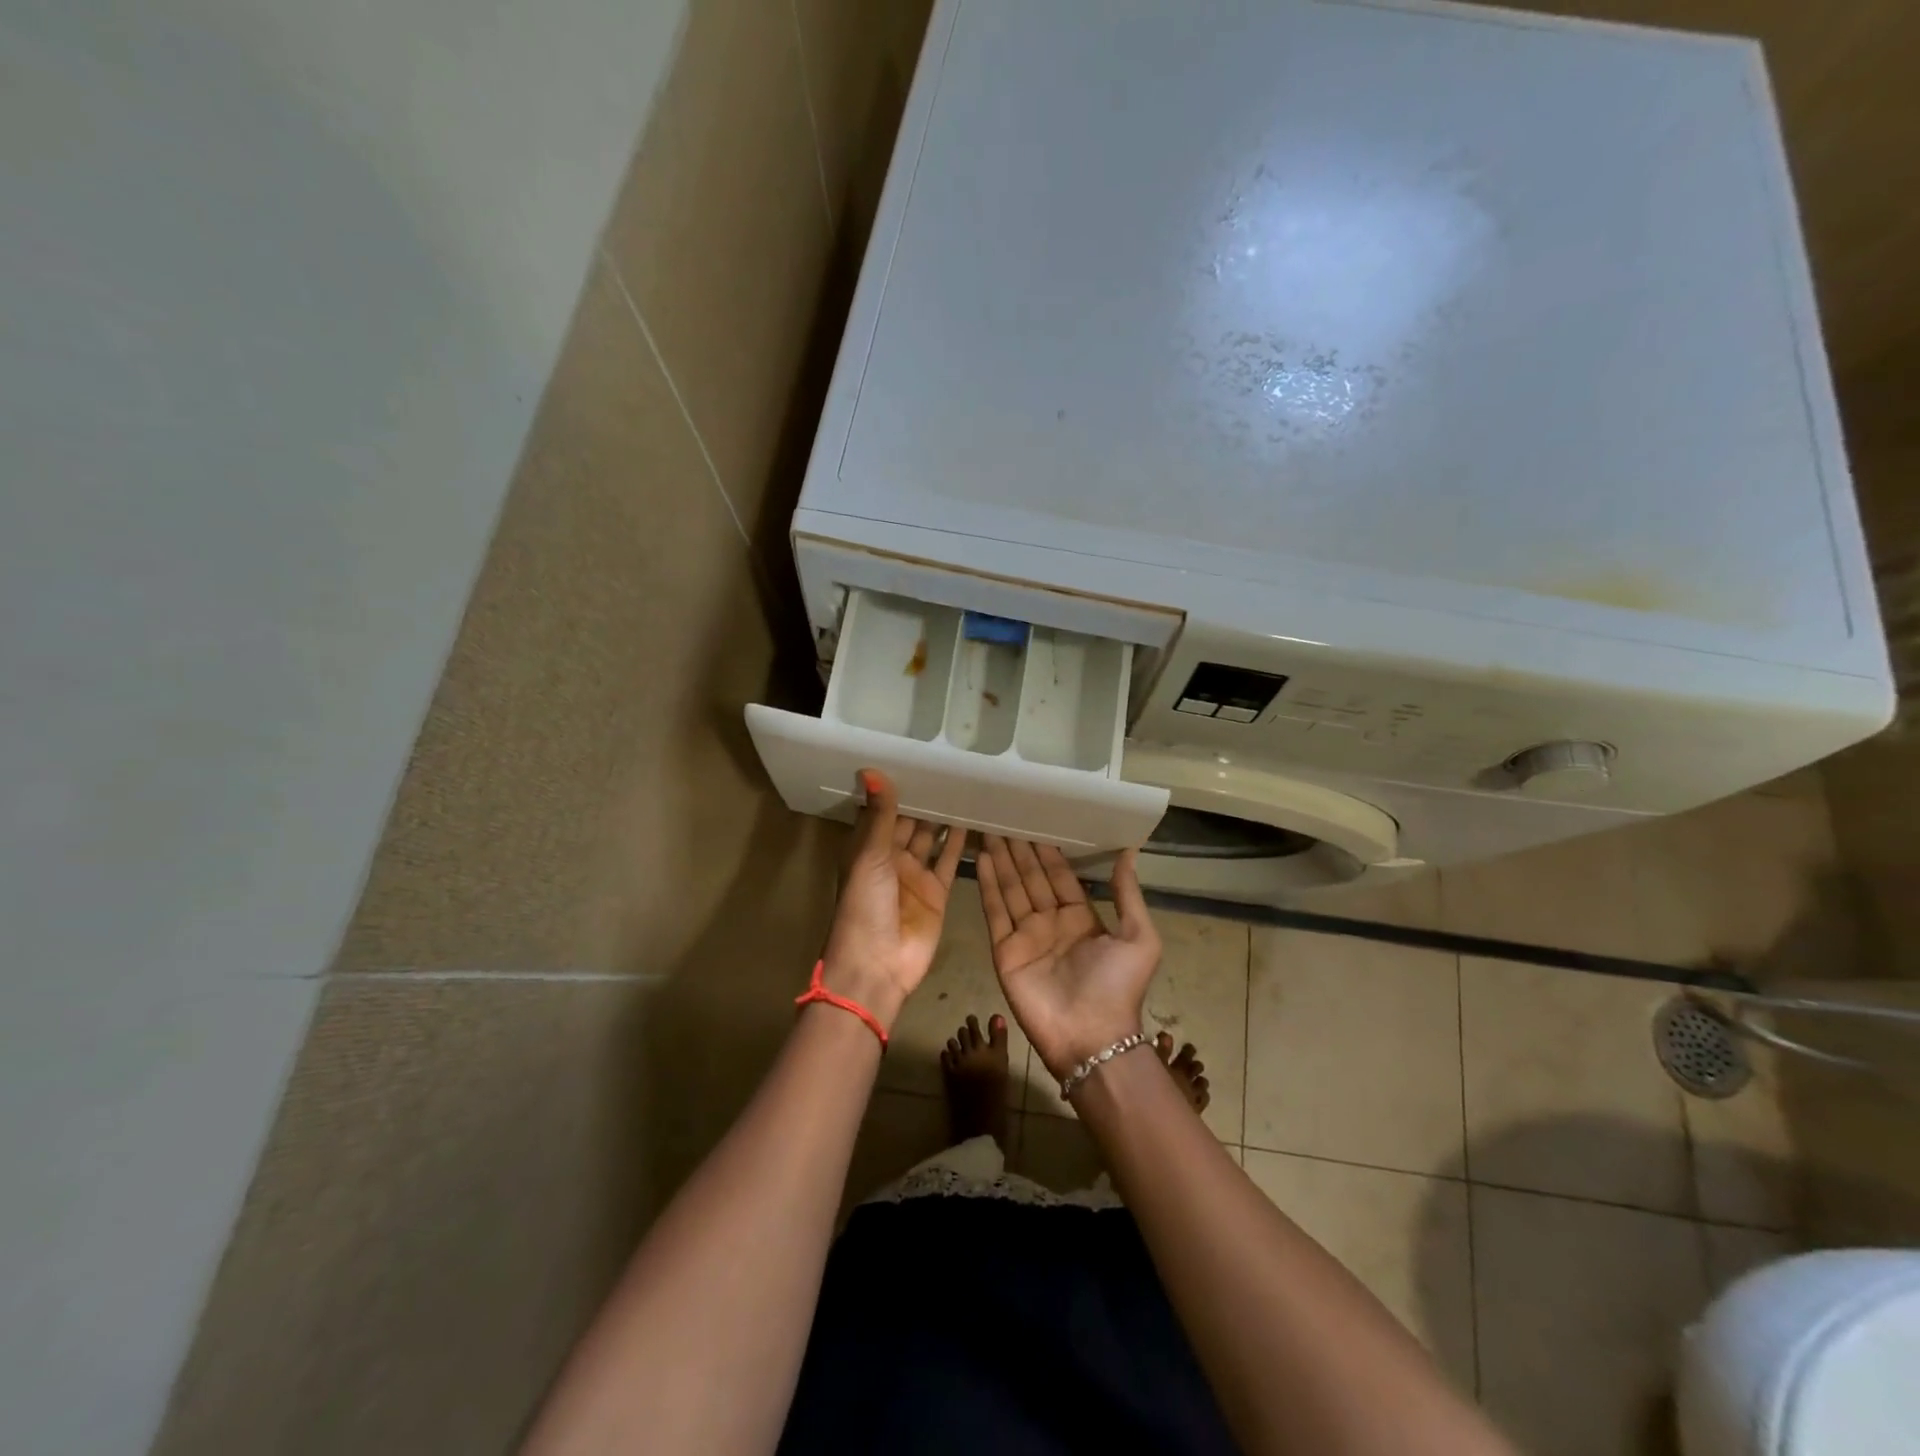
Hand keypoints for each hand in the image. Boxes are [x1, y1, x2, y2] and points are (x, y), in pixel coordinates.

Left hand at [819, 770, 967, 1030]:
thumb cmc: (865, 906)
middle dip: (924, 800)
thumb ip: (880, 814)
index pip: (882, 811)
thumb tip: (870, 769)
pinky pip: (949, 861)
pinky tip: (974, 820)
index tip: (913, 758)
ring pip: (931, 839)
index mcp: (866, 849)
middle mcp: (890, 858)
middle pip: (909, 823)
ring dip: (943, 818)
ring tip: (964, 787)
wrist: (877, 965)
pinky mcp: (937, 892)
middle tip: (947, 767)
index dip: (895, 788)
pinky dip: (959, 843)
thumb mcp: (869, 855)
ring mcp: (915, 876)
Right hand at [976, 836, 1161, 1080]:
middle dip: (1020, 849)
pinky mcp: (1005, 950)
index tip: (1036, 823)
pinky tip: (982, 859)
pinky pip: (996, 911)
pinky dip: (988, 885)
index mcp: (1081, 918)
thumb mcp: (1138, 937)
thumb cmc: (1118, 987)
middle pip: (1031, 878)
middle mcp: (1051, 922)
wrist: (1091, 1036)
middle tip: (1006, 818)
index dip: (1048, 852)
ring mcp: (1026, 935)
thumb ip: (1127, 894)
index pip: (1060, 876)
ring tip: (989, 830)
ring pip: (1011, 889)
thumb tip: (1130, 851)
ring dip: (1001, 860)